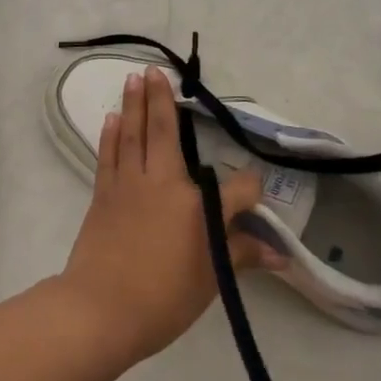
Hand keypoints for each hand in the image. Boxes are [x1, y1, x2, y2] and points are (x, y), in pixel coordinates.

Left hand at [57, 66, 282, 365]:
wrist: (99, 310)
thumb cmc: (162, 300)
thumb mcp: (209, 281)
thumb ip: (241, 256)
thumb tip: (281, 255)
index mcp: (197, 207)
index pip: (236, 188)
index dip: (249, 189)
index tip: (253, 193)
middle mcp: (163, 184)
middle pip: (166, 132)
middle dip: (162, 99)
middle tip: (156, 70)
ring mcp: (129, 185)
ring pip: (133, 134)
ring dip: (134, 105)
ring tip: (134, 77)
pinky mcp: (104, 194)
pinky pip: (109, 155)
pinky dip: (111, 135)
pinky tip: (112, 118)